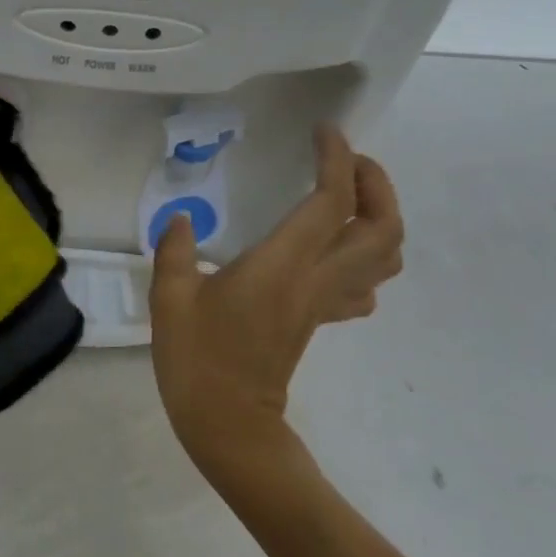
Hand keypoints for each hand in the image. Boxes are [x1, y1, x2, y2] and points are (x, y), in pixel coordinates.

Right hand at [150, 124, 402, 470]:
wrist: (227, 425)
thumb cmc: (196, 359)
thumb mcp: (170, 298)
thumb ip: (175, 249)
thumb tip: (180, 218)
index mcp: (282, 266)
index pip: (330, 202)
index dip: (337, 160)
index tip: (325, 131)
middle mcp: (315, 280)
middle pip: (382, 228)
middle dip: (376, 184)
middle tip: (347, 160)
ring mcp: (323, 303)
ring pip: (385, 258)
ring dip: (381, 218)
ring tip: (348, 195)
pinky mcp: (319, 320)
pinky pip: (363, 284)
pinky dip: (365, 256)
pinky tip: (333, 249)